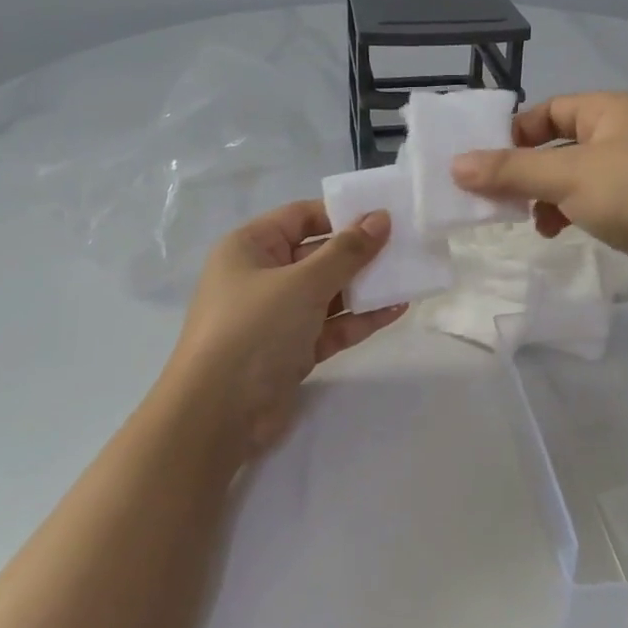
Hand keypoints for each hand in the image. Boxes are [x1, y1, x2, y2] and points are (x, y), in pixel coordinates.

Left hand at [161, 200, 405, 459]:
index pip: (300, 217)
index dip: (341, 213)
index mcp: (250, 247)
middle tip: (406, 245)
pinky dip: (360, 319)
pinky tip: (396, 310)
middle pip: (317, 254)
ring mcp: (277, 316)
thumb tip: (381, 217)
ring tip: (410, 276)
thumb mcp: (303, 282)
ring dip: (365, 286)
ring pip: (328, 292)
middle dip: (360, 252)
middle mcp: (261, 276)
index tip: (384, 215)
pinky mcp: (291, 350)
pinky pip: (331, 325)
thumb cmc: (254, 329)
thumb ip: (346, 251)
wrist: (218, 415)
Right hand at [451, 92, 627, 313]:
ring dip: (548, 197)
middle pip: (561, 144)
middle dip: (528, 171)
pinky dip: (573, 214)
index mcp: (613, 110)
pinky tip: (561, 233)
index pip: (550, 109)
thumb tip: (455, 164)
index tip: (484, 165)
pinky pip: (598, 203)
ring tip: (532, 223)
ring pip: (578, 177)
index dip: (515, 133)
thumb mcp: (568, 176)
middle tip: (498, 199)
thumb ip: (511, 170)